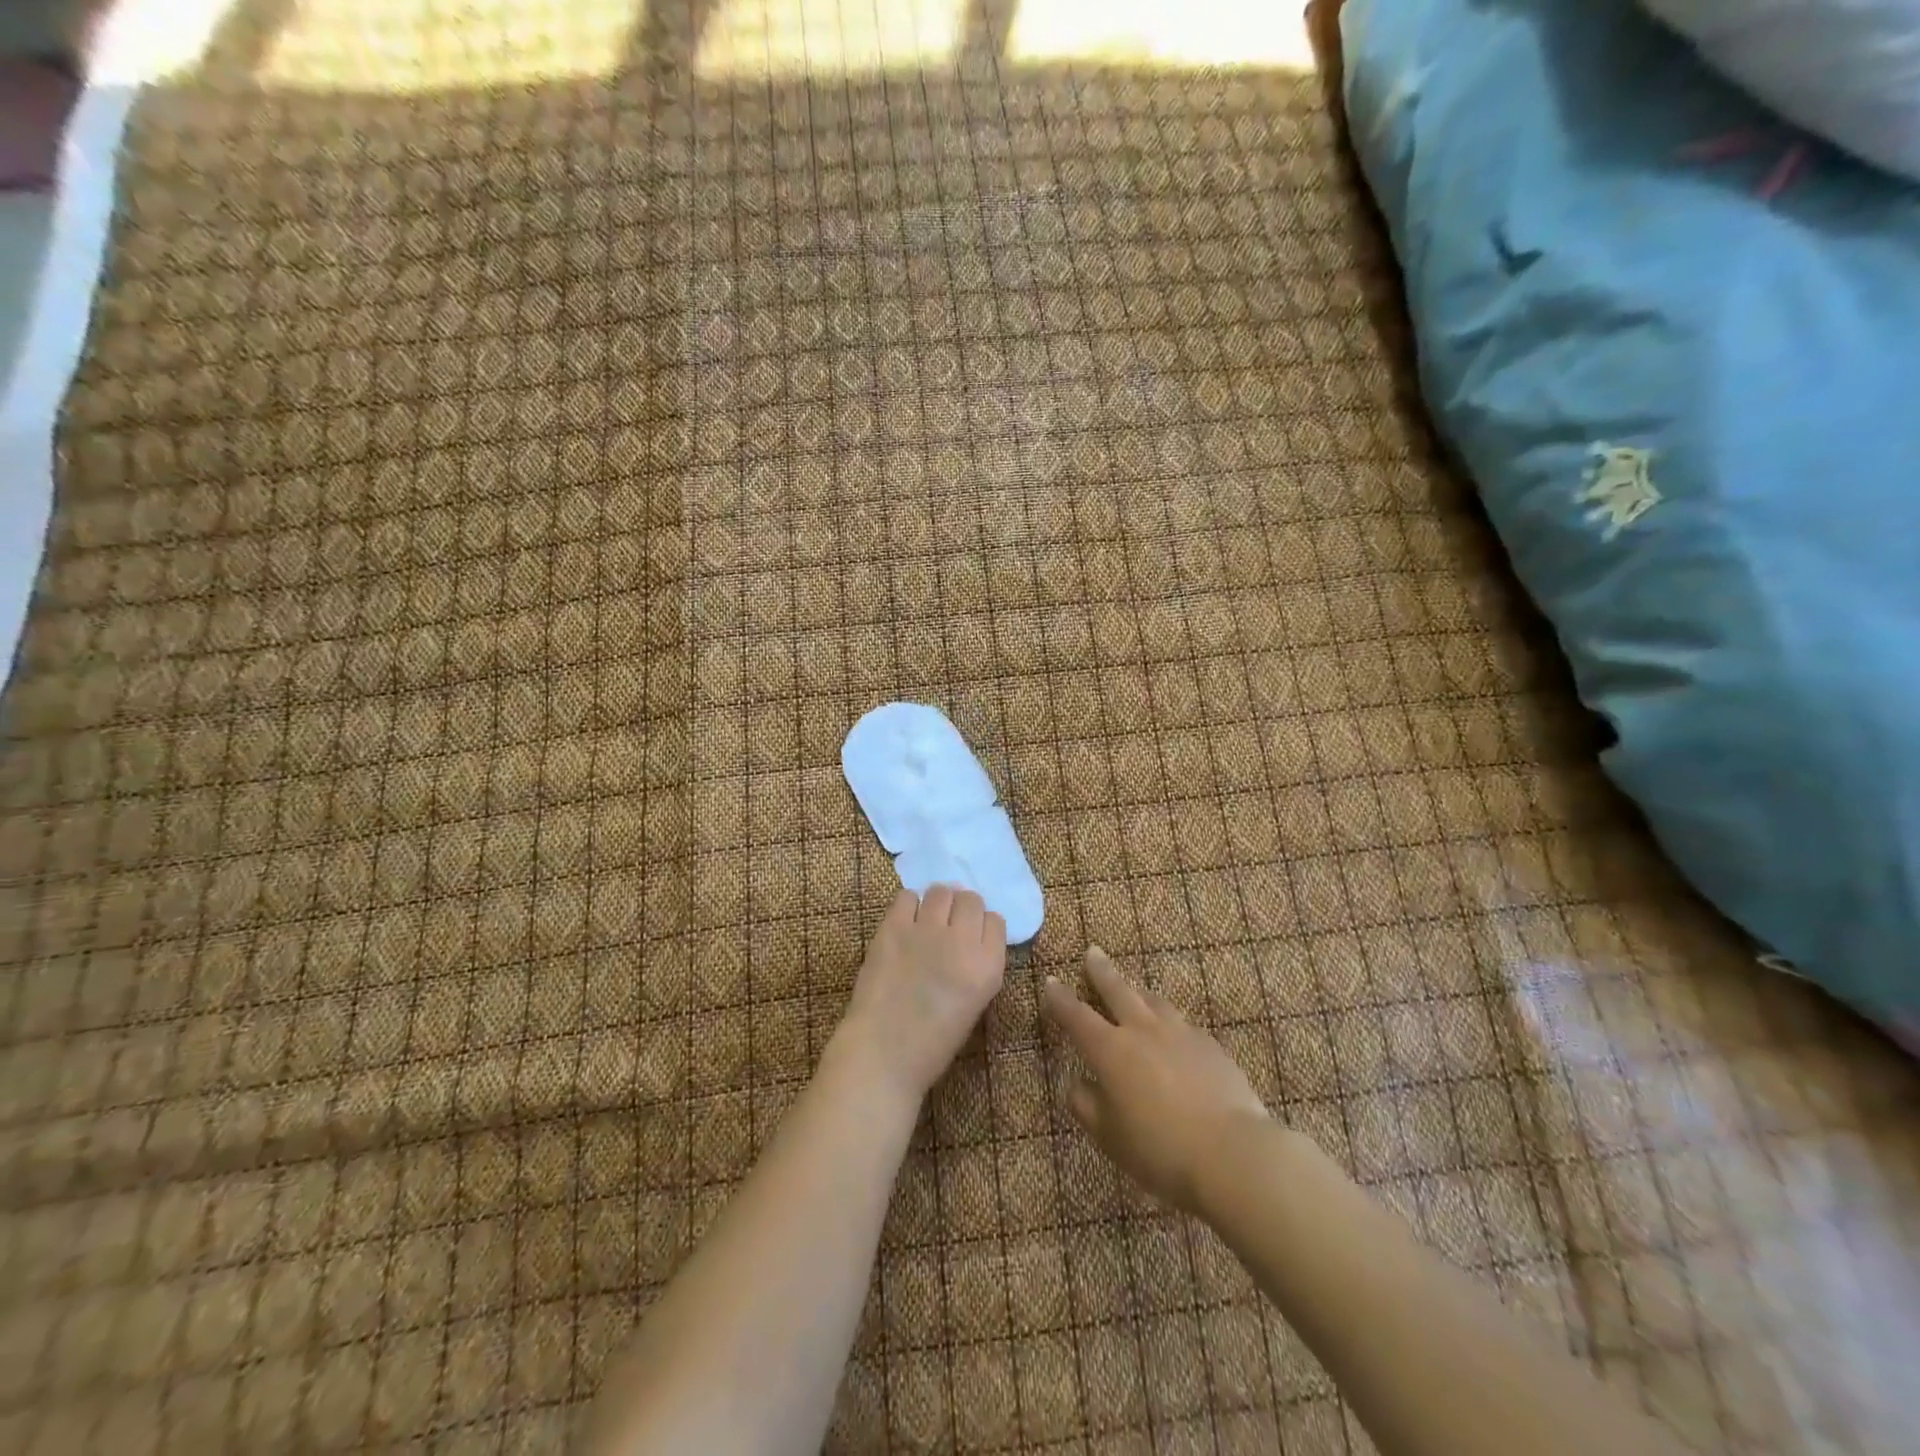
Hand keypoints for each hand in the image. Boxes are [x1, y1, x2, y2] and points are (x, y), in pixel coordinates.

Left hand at [834, 885, 1007, 1104]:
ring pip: (941, 891)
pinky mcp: (894, 927)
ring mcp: (927, 930)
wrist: (883, 1054)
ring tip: (926, 921)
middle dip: (962, 909)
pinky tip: (904, 924)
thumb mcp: (975, 1003)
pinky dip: (908, 906)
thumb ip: (979, 965)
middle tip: (948, 926)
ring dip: (937, 903)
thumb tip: (969, 936)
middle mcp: (962, 941)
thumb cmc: (933, 1041)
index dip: (982, 926)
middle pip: (971, 900)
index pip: (996, 921)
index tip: (971, 937)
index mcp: (988, 967)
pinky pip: (907, 896)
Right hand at [1042, 947, 1270, 1213]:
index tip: (1051, 981)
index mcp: (1111, 1051)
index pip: (1078, 1017)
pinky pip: (1182, 1023)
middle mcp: (1143, 1031)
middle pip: (1117, 991)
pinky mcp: (1210, 1045)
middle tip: (1092, 952)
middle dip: (1101, 972)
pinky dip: (1169, 1020)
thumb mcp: (1110, 1137)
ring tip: (1133, 986)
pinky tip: (1174, 1031)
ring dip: (1138, 990)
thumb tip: (1075, 1084)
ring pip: (1153, 1001)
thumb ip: (1086, 1106)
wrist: (1233, 1152)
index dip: (1061, 999)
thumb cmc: (1161, 1149)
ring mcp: (1180, 1033)